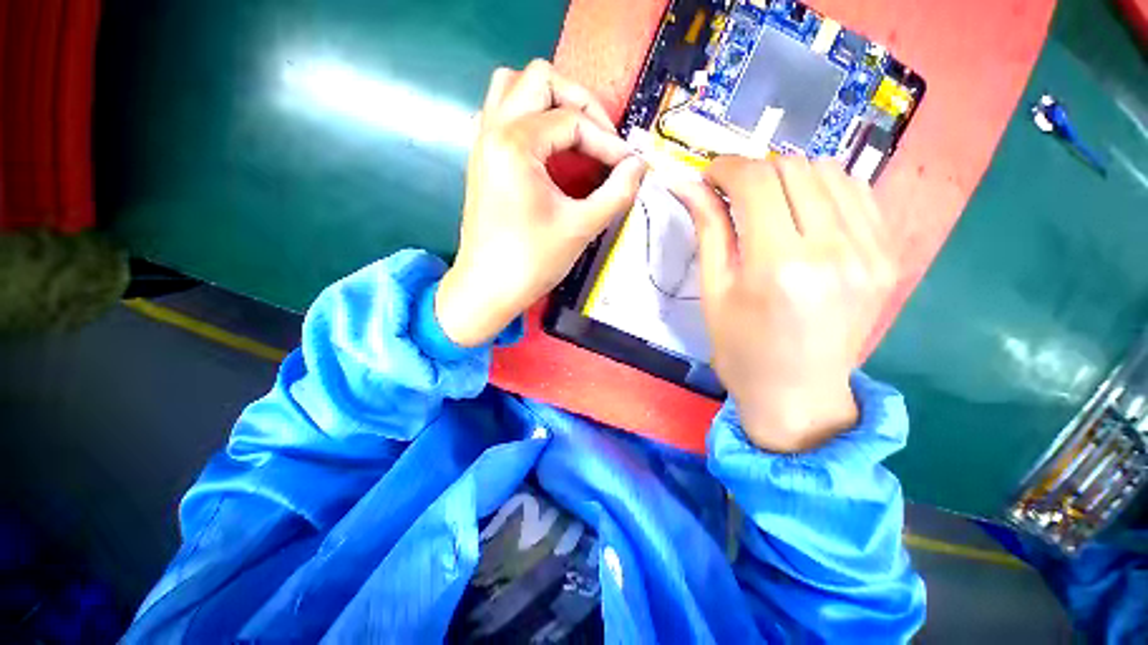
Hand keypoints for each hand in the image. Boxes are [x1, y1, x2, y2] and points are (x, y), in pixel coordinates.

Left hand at [436, 60, 646, 346]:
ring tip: (574, 133)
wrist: (487, 288)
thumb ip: (616, 192)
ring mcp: (482, 143)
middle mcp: (493, 130)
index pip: (573, 121)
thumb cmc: (530, 261)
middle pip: (539, 79)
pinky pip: (501, 113)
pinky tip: (546, 147)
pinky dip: (528, 116)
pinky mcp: (481, 159)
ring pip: (513, 87)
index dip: (608, 142)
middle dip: (579, 101)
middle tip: (602, 137)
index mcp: (515, 144)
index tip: (628, 167)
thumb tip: (638, 166)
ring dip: (549, 100)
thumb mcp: (580, 228)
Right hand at [672, 157, 898, 452]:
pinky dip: (823, 189)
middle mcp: (833, 250)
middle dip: (754, 170)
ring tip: (766, 200)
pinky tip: (802, 211)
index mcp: (778, 266)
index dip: (727, 167)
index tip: (709, 175)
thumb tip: (688, 185)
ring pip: (829, 172)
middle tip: (732, 192)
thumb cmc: (741, 349)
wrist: (798, 393)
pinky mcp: (887, 256)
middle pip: (793, 168)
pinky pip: (857, 195)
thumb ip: (708, 230)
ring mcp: (870, 251)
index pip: (756, 181)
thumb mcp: (714, 291)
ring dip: (789, 175)